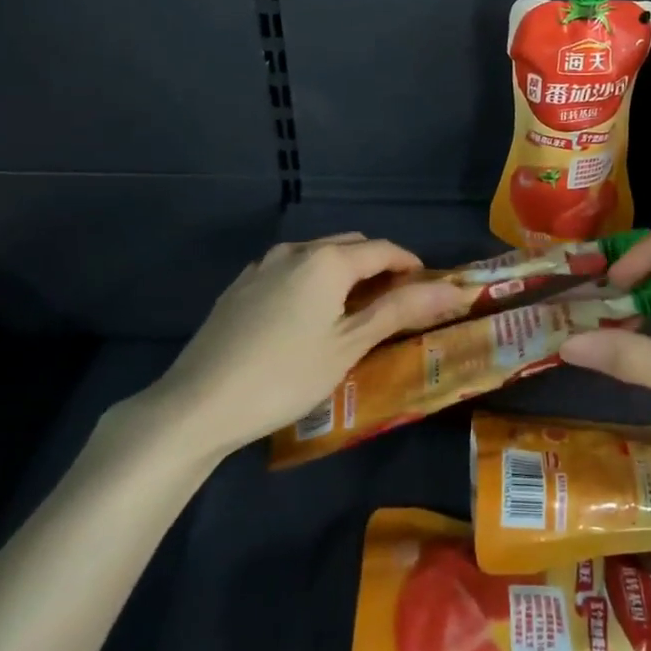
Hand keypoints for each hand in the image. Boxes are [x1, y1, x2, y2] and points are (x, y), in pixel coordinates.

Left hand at [118, 234, 469, 467]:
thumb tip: (452, 289)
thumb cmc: (286, 375)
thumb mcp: (350, 345)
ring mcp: (263, 266)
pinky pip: (290, 270)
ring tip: (353, 312)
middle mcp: (296, 250)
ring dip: (344, 273)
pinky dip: (313, 281)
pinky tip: (308, 317)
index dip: (411, 266)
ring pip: (318, 256)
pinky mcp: (241, 286)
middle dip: (378, 267)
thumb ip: (400, 310)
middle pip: (351, 246)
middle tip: (394, 305)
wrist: (197, 404)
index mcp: (327, 260)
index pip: (384, 250)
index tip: (428, 290)